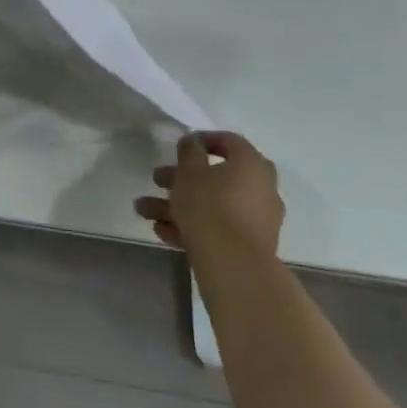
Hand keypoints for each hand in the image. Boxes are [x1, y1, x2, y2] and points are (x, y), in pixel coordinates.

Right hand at [135, 131, 285, 267]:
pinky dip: (192, 226)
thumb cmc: (210, 206)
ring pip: (213, 205)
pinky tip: (162, 231)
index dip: (203, 140)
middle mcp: (261, 189)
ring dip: (179, 205)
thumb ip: (190, 151)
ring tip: (145, 211)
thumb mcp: (190, 171)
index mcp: (252, 165)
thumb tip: (194, 143)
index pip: (230, 142)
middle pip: (217, 177)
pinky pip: (218, 228)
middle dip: (181, 178)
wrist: (234, 267)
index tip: (180, 146)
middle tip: (156, 179)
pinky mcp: (249, 247)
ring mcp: (257, 221)